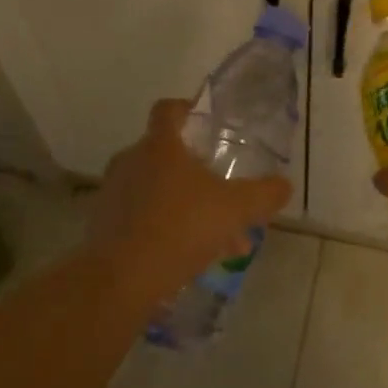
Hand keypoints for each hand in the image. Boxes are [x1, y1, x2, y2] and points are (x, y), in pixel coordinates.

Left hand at [86, 99, 292, 304]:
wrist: (120, 278)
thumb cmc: (180, 228)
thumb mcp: (235, 209)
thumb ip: (263, 194)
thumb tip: (284, 185)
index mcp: (160, 146)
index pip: (168, 110)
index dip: (188, 109)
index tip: (207, 123)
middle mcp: (131, 160)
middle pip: (167, 155)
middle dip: (199, 174)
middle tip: (226, 196)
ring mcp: (114, 192)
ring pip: (158, 190)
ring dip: (188, 206)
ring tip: (220, 240)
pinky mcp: (104, 223)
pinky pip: (143, 216)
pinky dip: (166, 227)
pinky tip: (191, 257)